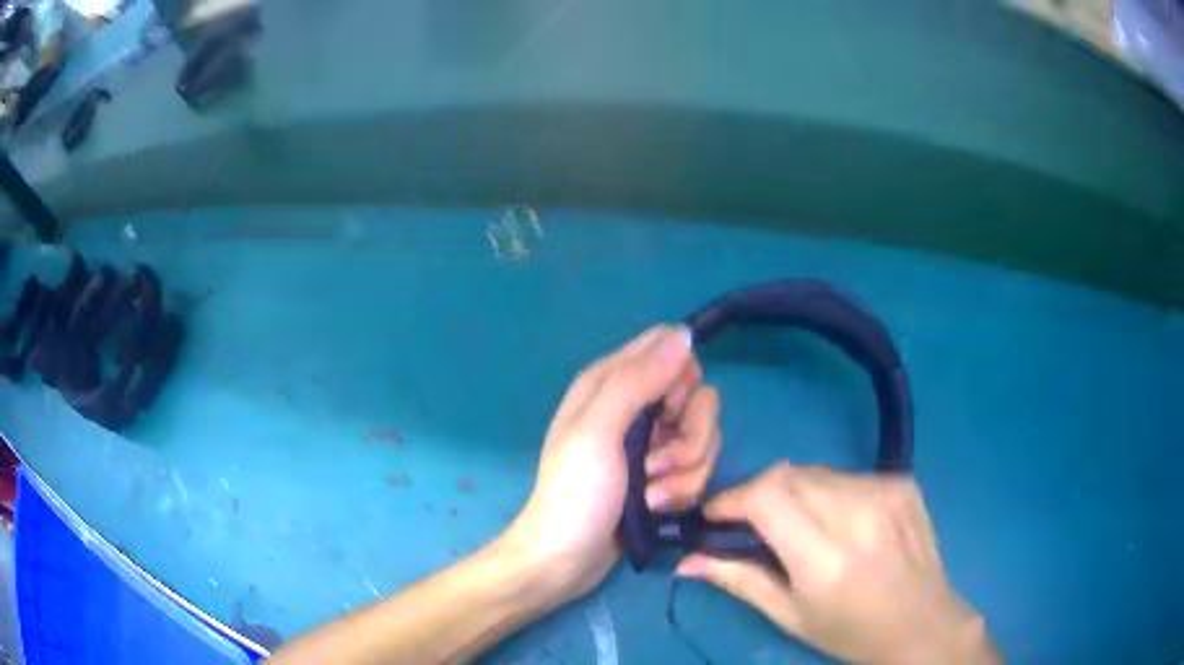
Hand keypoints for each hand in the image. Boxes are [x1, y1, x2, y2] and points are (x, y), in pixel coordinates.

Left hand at [504, 325, 721, 601]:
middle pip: (697, 396)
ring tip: (652, 495)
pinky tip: (655, 508)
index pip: (668, 348)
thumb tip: (683, 335)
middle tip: (656, 464)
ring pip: (703, 436)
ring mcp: (652, 444)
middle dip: (690, 436)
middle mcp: (634, 406)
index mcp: (609, 383)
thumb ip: (637, 381)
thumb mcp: (598, 432)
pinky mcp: (663, 476)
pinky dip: (682, 490)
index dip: (680, 377)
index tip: (669, 412)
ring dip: (685, 471)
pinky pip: (698, 467)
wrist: (566, 560)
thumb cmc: (574, 494)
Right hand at [676, 463, 999, 664]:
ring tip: (800, 527)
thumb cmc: (850, 631)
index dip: (732, 498)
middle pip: (788, 476)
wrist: (923, 622)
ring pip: (816, 473)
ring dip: (794, 493)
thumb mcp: (790, 616)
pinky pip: (848, 475)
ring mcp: (885, 493)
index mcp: (825, 558)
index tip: (716, 516)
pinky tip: (841, 522)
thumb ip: (739, 580)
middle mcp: (857, 516)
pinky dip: (830, 492)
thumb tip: (685, 560)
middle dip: (759, 494)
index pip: (767, 497)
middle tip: (752, 524)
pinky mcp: (902, 482)